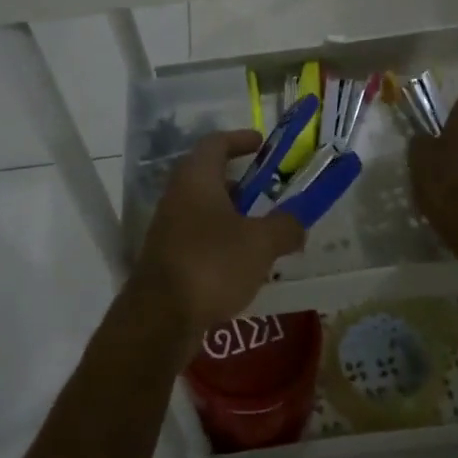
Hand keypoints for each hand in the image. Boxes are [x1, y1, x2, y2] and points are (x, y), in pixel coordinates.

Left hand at [130, 130, 305, 350]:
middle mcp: (177, 196)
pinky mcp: (167, 258)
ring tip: (262, 231)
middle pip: (208, 176)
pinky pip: (199, 237)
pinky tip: (243, 263)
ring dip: (232, 214)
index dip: (239, 139)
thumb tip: (297, 224)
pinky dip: (221, 241)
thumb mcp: (261, 243)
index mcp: (196, 179)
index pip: (215, 143)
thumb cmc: (212, 264)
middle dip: (240, 182)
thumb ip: (285, 227)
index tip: (261, 143)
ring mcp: (168, 228)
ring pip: (204, 209)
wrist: (160, 318)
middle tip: (268, 191)